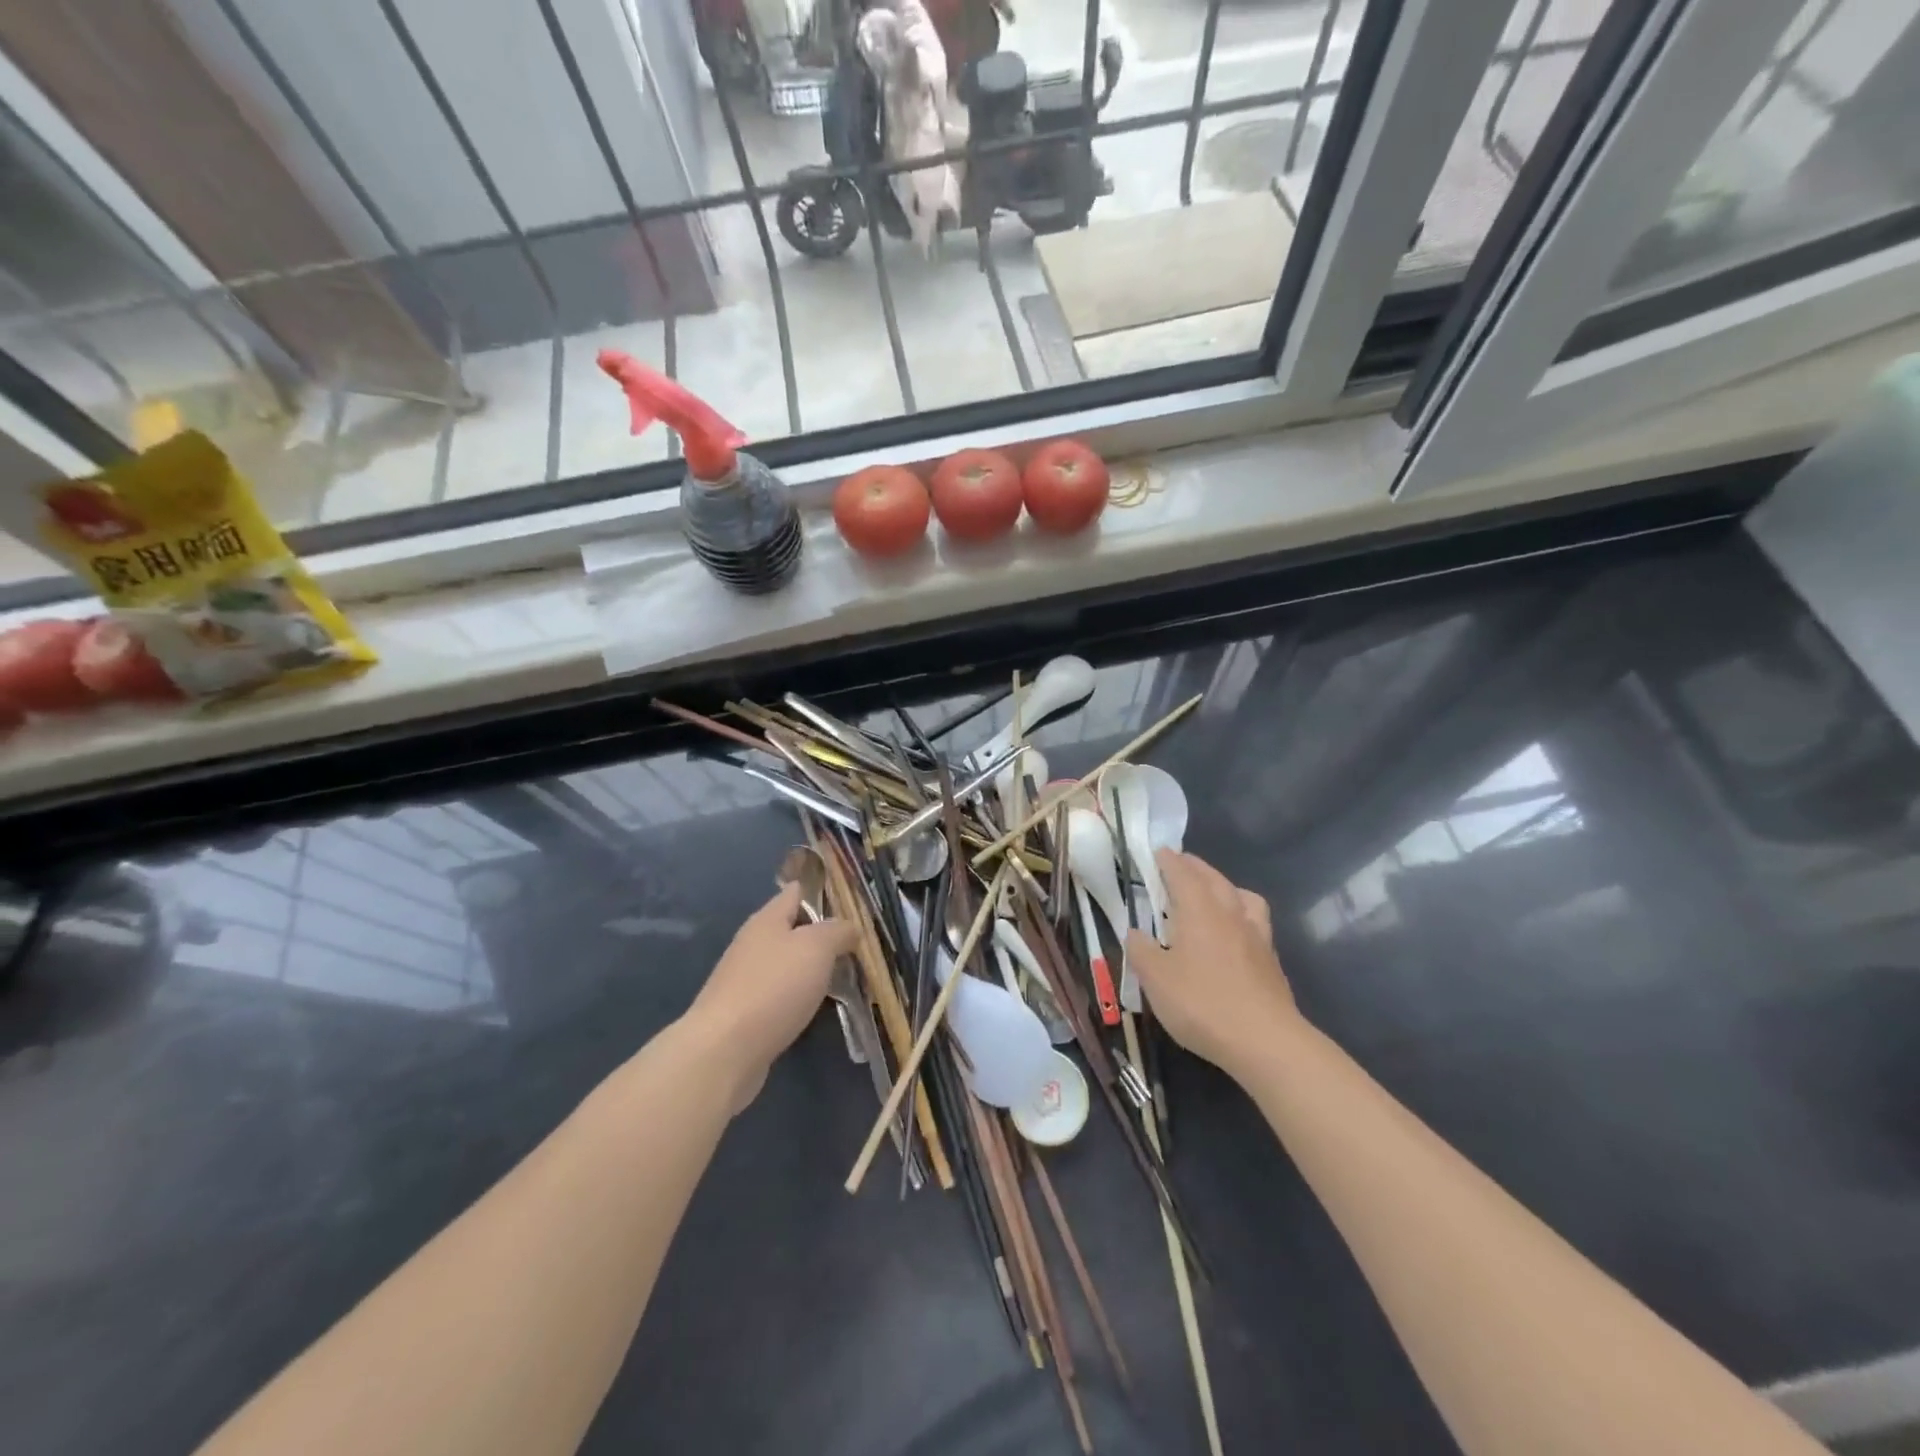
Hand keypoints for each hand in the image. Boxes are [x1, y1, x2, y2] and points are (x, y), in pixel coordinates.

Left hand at [684, 883, 857, 1110]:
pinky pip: (782, 994)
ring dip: (814, 967)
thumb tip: (850, 927)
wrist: (724, 1051)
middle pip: (793, 929)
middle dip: (824, 933)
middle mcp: (754, 944)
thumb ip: (837, 930)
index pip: (796, 891)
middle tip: (860, 941)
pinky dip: (802, 996)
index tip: (853, 899)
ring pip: (789, 963)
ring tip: (848, 974)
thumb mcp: (816, 947)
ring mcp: (747, 980)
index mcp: (767, 919)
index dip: (823, 890)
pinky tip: (820, 1006)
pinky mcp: (746, 1013)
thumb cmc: (774, 987)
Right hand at [1125, 850, 1297, 1080]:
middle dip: (1194, 867)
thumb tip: (1136, 933)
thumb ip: (1141, 951)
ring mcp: (1255, 935)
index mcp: (1198, 910)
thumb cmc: (1201, 1003)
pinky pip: (1255, 920)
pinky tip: (1235, 931)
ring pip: (1241, 896)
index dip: (1169, 861)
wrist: (1264, 1040)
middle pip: (1213, 878)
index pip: (1182, 874)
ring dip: (1224, 886)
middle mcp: (1229, 913)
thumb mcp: (1155, 979)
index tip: (1159, 851)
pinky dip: (1241, 913)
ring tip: (1213, 892)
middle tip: (1180, 863)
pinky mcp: (1271, 959)